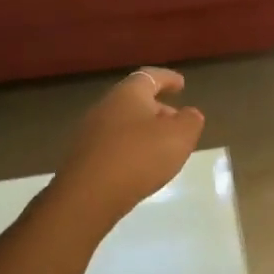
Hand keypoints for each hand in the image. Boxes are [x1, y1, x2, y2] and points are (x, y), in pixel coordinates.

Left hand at [56, 68, 204, 224]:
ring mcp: (90, 133)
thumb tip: (189, 114)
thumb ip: (190, 121)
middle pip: (135, 100)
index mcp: (128, 94)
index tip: (181, 84)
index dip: (167, 79)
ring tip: (162, 147)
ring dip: (144, 131)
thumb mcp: (180, 137)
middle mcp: (105, 107)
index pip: (150, 77)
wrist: (88, 196)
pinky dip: (130, 149)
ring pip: (123, 124)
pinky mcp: (83, 157)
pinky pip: (113, 145)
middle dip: (158, 109)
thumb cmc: (139, 157)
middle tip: (176, 121)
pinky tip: (140, 166)